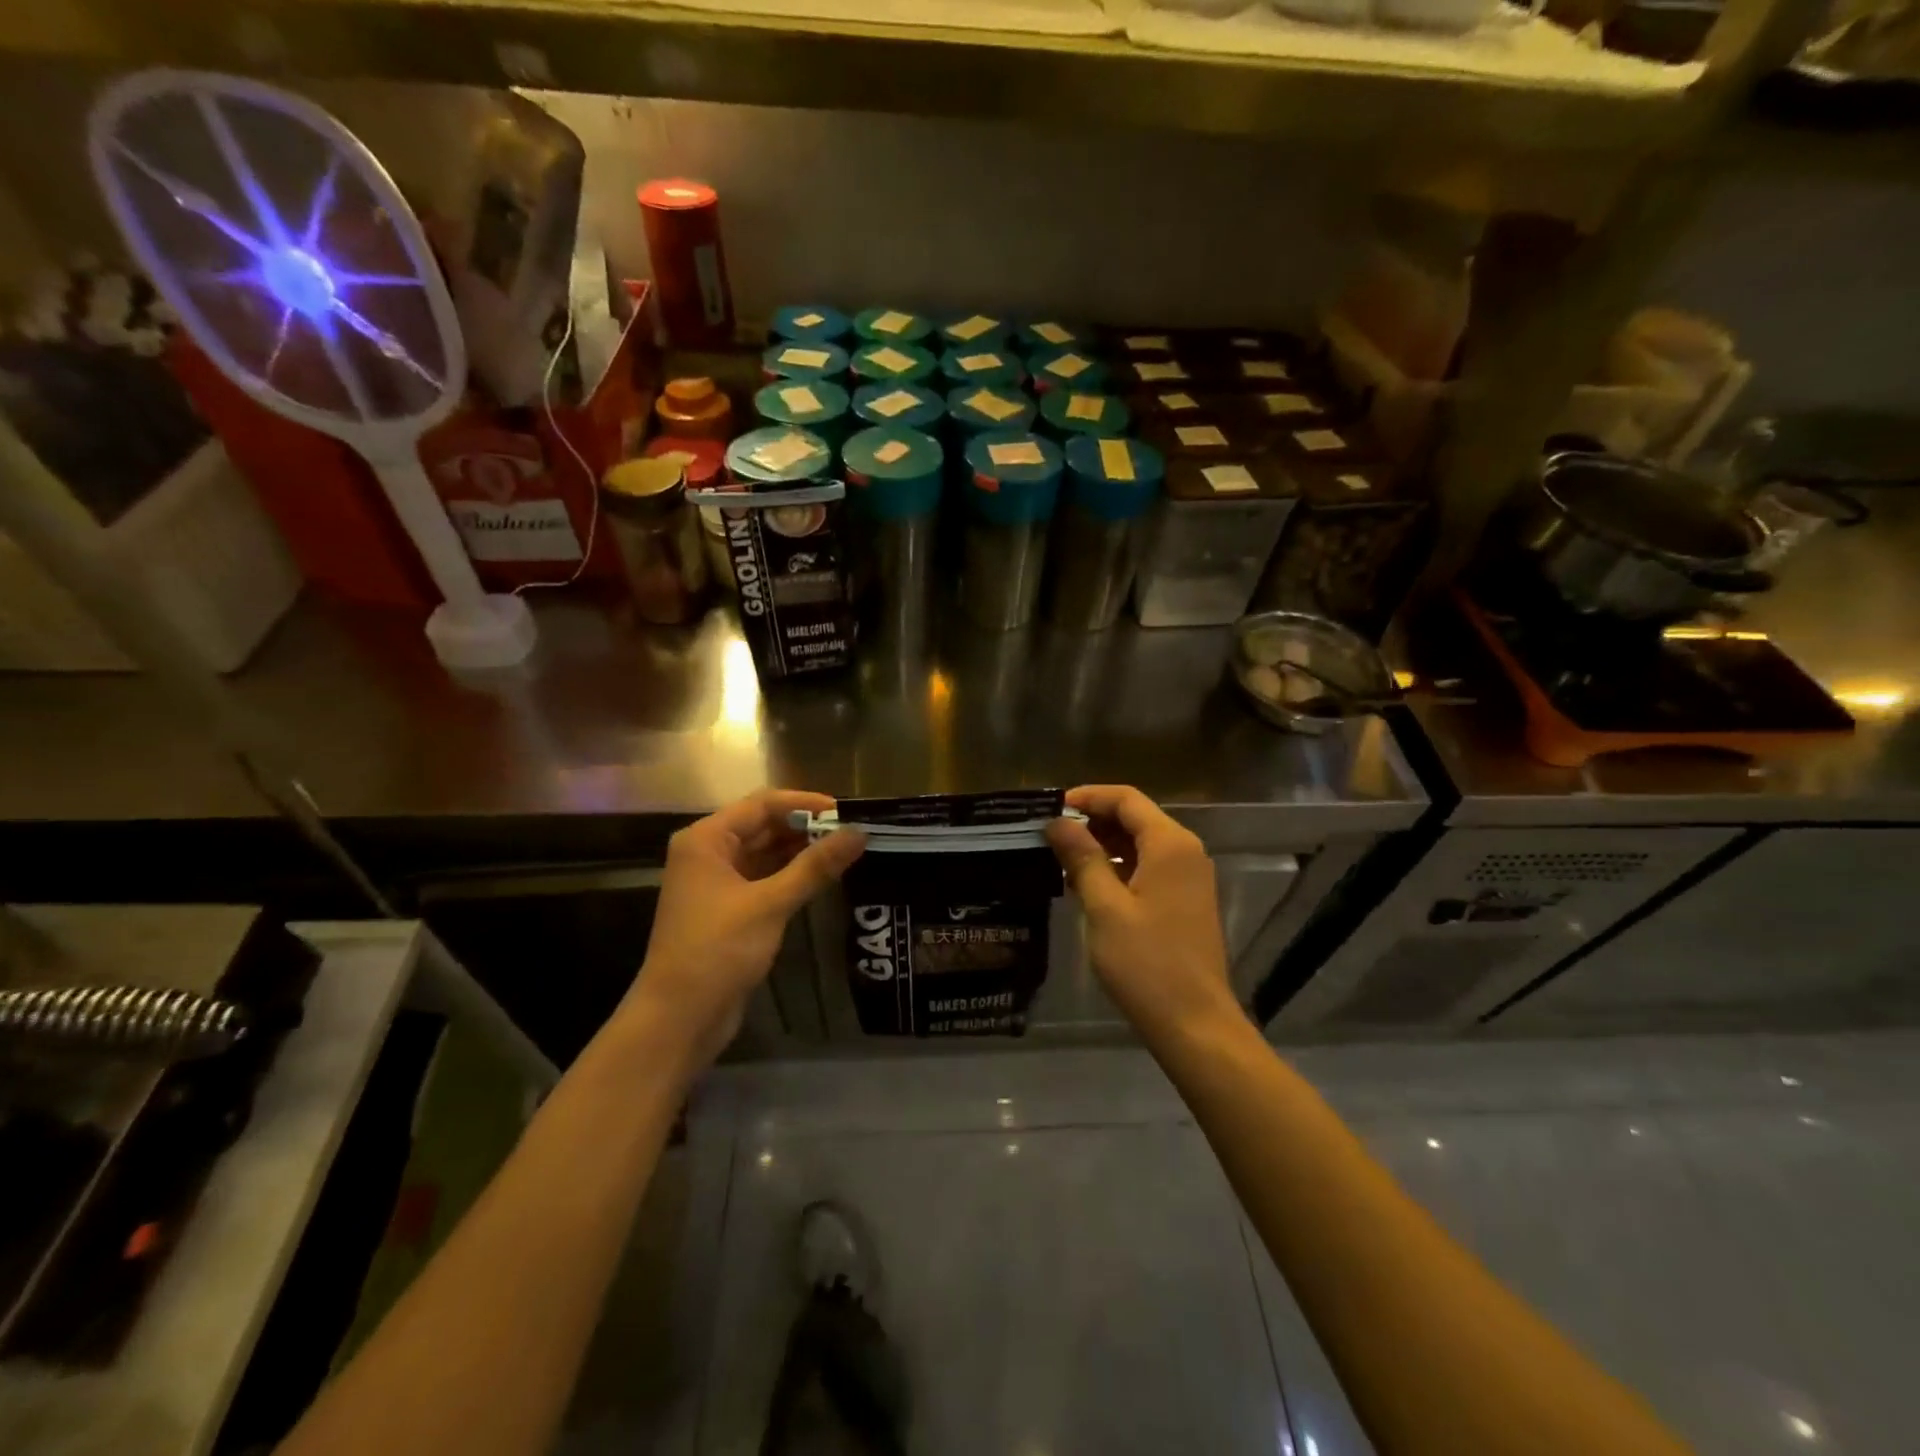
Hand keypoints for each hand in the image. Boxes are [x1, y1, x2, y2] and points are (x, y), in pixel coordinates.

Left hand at [625, 790, 864, 1070]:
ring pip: (765, 853)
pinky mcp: (728, 909)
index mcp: (706, 839)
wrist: (679, 1017)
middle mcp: (708, 853)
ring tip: (845, 851)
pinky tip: (822, 877)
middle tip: (852, 832)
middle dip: (805, 827)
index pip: (762, 804)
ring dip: (801, 851)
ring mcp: (716, 882)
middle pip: (763, 826)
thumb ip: (815, 866)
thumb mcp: (770, 903)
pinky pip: (764, 878)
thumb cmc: (718, 949)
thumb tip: (859, 833)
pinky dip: (791, 875)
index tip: (845, 811)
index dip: (804, 803)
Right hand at [1047, 785, 1237, 1039]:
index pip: (1126, 798)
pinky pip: (1148, 867)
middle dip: (1092, 820)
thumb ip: (1082, 858)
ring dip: (1103, 844)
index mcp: (1170, 844)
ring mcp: (1189, 878)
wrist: (1195, 1024)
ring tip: (1062, 859)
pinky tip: (1087, 885)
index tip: (1050, 808)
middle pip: (1136, 817)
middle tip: (1050, 835)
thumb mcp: (1105, 907)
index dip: (1087, 797)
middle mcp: (1185, 851)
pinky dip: (1118, 867)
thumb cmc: (1147, 963)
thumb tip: (1058, 822)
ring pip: (1141, 843)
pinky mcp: (1185, 901)